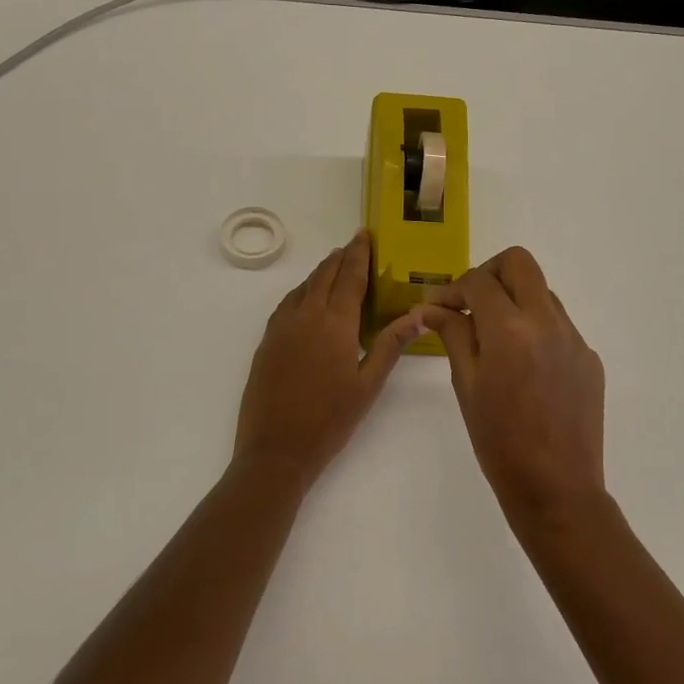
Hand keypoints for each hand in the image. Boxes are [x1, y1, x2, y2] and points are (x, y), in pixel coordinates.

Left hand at [235, 231, 425, 489]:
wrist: (276, 449)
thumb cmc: (330, 420)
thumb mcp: (368, 385)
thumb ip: (390, 346)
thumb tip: (417, 315)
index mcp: (335, 323)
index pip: (350, 277)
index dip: (359, 254)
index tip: (364, 234)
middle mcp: (306, 316)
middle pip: (325, 275)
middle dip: (340, 257)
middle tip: (353, 244)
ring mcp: (282, 327)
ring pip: (303, 287)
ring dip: (321, 272)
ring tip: (334, 265)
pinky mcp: (267, 341)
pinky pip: (287, 304)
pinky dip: (301, 291)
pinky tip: (306, 298)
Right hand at [422, 247, 605, 521]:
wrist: (557, 490)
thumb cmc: (499, 442)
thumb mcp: (467, 385)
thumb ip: (452, 336)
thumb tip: (431, 308)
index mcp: (511, 329)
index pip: (479, 281)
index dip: (453, 288)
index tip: (439, 308)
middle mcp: (548, 322)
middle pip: (520, 263)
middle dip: (489, 273)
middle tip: (471, 303)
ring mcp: (575, 339)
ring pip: (542, 292)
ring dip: (515, 300)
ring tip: (495, 337)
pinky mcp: (589, 358)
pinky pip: (559, 325)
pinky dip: (536, 329)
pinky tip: (524, 366)